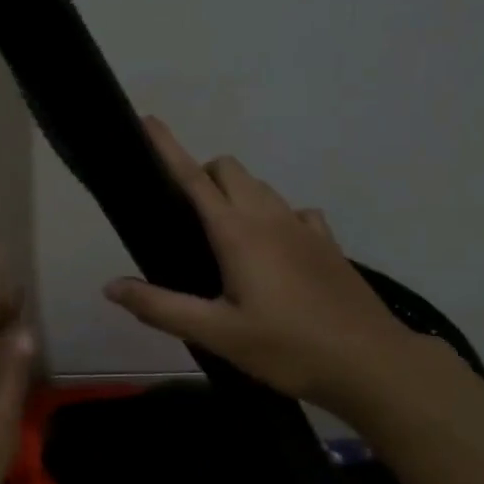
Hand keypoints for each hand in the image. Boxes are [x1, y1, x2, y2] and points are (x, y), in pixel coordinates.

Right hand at [104, 116, 415, 406]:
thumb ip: (161, 307)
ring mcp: (304, 227)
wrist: (372, 363)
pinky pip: (292, 212)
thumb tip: (111, 286)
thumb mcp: (217, 333)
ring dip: (235, 194)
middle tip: (183, 217)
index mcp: (238, 232)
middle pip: (230, 170)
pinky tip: (271, 251)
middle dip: (202, 175)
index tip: (148, 121)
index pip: (193, 178)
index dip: (167, 148)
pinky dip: (272, 216)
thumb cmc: (288, 347)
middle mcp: (270, 217)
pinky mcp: (326, 244)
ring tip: (220, 238)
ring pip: (261, 188)